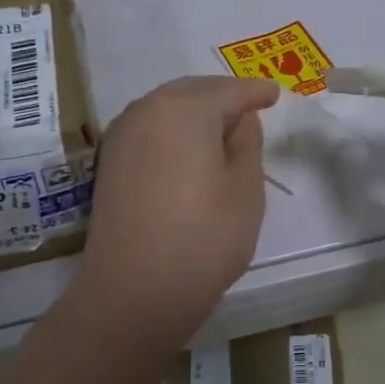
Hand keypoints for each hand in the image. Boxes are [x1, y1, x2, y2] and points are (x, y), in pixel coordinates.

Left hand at [77, 76, 280, 342]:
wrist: (133, 292)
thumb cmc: (203, 239)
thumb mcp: (245, 190)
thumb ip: (247, 143)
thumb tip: (238, 120)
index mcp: (184, 108)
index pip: (230, 90)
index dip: (256, 92)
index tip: (275, 95)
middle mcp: (146, 110)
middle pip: (193, 92)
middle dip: (223, 97)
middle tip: (251, 111)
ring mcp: (121, 137)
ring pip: (167, 109)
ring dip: (195, 113)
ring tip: (222, 132)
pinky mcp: (109, 164)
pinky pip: (149, 131)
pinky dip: (173, 132)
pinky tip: (188, 151)